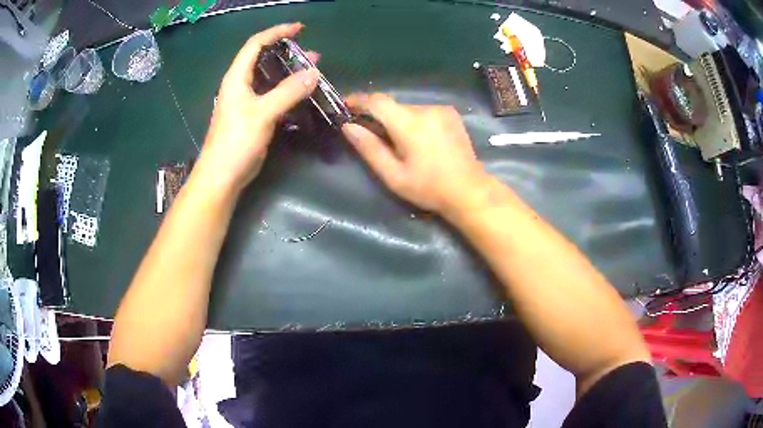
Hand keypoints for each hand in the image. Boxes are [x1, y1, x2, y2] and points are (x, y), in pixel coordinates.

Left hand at [196, 23, 320, 194]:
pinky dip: (288, 92)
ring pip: (270, 79)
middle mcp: (240, 86)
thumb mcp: (262, 113)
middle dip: (287, 53)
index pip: (255, 45)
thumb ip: (288, 92)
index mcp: (237, 78)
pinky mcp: (253, 117)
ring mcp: (246, 102)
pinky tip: (302, 95)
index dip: (276, 32)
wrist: (222, 176)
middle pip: (263, 59)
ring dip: (289, 73)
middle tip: (312, 54)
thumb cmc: (236, 142)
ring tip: (312, 71)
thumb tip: (314, 73)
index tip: (299, 29)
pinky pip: (272, 96)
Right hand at [341, 93, 486, 214]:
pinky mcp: (451, 114)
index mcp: (409, 123)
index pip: (376, 101)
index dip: (358, 100)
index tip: (345, 106)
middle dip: (379, 116)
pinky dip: (414, 121)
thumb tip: (348, 127)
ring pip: (408, 109)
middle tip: (372, 136)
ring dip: (398, 120)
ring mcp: (441, 109)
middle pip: (392, 105)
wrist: (469, 190)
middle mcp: (425, 109)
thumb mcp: (393, 175)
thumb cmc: (429, 188)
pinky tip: (420, 141)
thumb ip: (369, 148)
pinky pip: (423, 112)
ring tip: (400, 144)